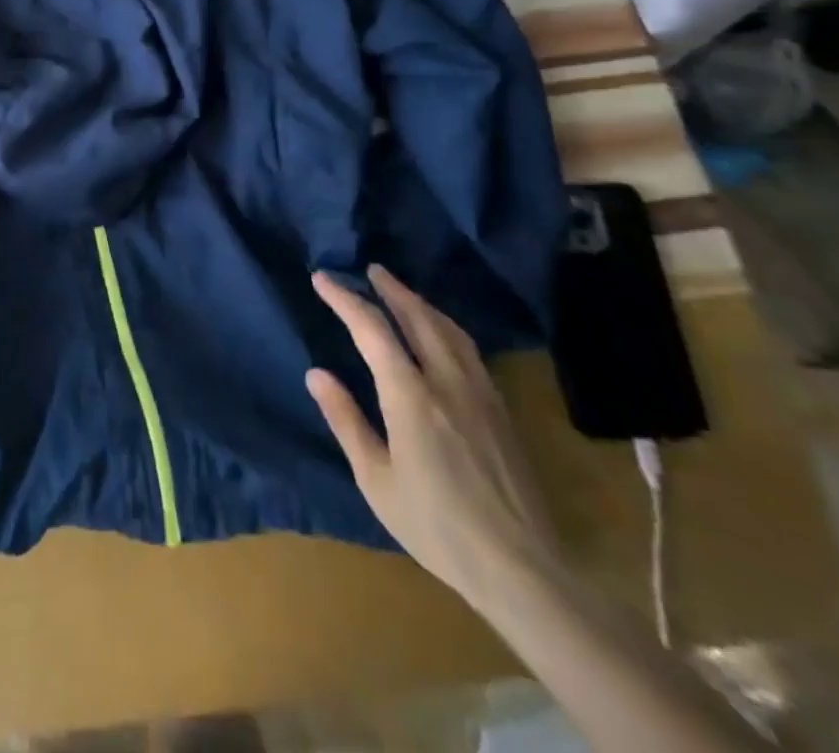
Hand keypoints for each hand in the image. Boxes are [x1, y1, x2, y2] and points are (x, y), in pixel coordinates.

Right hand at [307, 265, 560, 609]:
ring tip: (402, 293)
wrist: (522, 569)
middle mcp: (448, 383)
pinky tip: (441, 335)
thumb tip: (316, 373)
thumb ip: (346, 420)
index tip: (322, 279)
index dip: (345, 300)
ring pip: (450, 330)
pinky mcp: (501, 411)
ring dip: (422, 304)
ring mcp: (481, 394)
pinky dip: (446, 327)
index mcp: (411, 397)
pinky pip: (469, 350)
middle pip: (419, 318)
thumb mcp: (376, 480)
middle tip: (371, 270)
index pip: (373, 330)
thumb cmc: (436, 526)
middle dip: (392, 289)